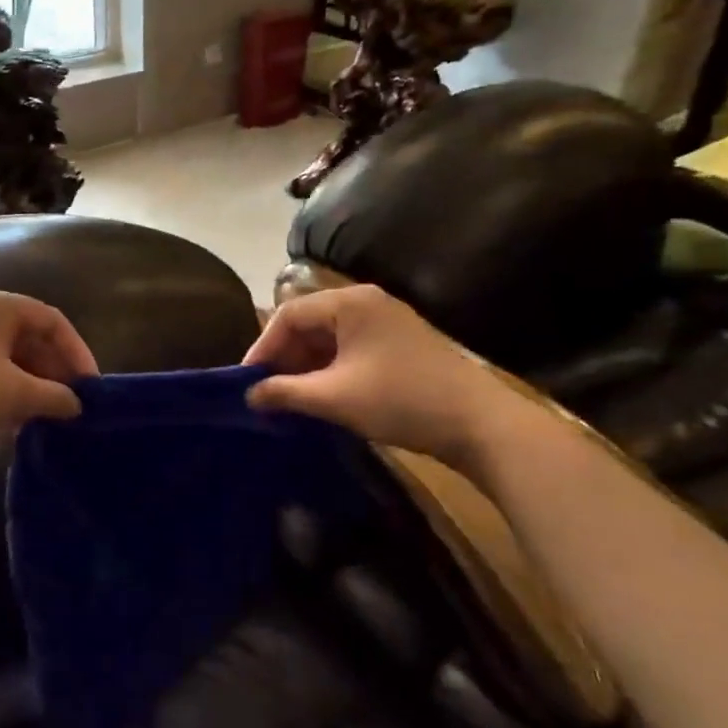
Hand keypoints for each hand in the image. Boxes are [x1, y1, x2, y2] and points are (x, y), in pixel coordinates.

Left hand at [0, 289, 99, 448]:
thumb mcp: (13, 392)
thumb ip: (54, 397)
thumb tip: (76, 405)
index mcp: (1, 305)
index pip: (54, 322)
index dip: (78, 353)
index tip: (90, 388)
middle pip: (32, 339)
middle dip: (54, 373)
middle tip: (70, 406)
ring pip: (10, 358)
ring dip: (31, 386)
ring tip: (46, 417)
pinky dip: (6, 391)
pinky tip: (13, 421)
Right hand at [244, 284, 534, 462]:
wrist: (480, 425)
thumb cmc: (401, 401)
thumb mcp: (335, 398)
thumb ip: (285, 392)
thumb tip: (249, 395)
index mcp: (349, 303)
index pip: (288, 314)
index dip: (262, 347)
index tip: (246, 382)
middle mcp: (367, 302)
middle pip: (309, 322)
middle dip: (284, 357)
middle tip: (267, 392)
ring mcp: (387, 322)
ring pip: (330, 338)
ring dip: (307, 366)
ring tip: (291, 399)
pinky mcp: (400, 344)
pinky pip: (351, 349)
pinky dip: (331, 369)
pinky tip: (323, 396)